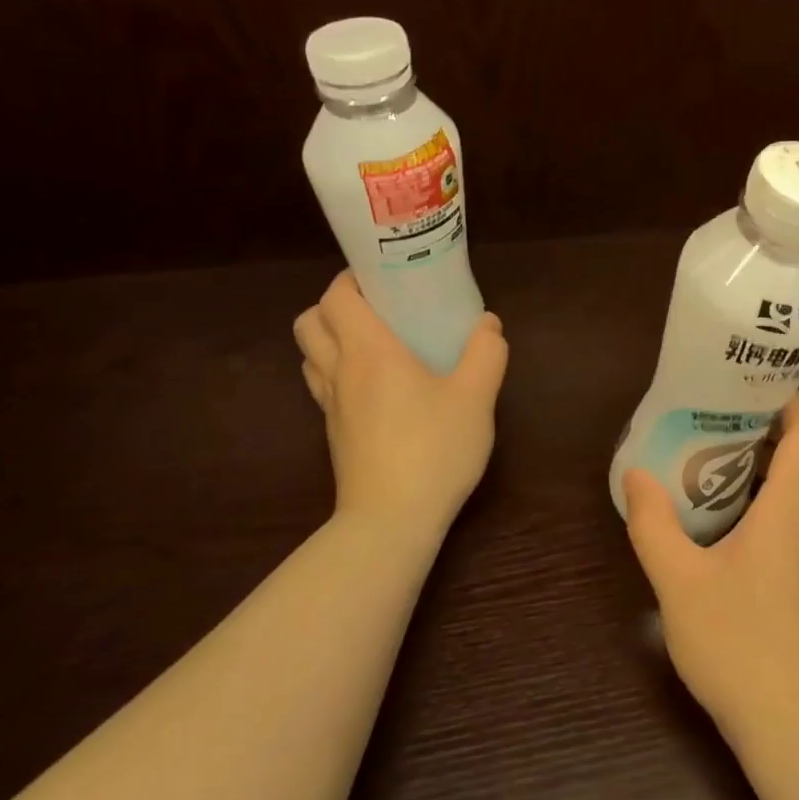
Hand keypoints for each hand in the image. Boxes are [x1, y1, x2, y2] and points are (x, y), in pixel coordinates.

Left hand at [293, 272, 508, 531]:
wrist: (391, 521)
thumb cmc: (433, 450)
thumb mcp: (476, 398)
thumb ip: (486, 354)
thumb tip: (488, 324)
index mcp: (370, 352)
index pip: (336, 297)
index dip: (352, 279)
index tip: (383, 278)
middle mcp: (341, 371)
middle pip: (310, 322)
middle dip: (335, 305)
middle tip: (378, 308)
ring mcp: (331, 406)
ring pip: (310, 355)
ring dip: (331, 338)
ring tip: (375, 343)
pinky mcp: (334, 433)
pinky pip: (323, 385)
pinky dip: (338, 371)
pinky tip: (377, 386)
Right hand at [623, 392, 798, 748]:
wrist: (794, 728)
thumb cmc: (739, 643)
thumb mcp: (679, 581)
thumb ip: (654, 524)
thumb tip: (636, 475)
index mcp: (792, 509)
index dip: (790, 401)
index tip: (755, 382)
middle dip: (765, 430)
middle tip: (715, 416)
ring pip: (798, 493)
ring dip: (764, 469)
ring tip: (711, 460)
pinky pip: (792, 524)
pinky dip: (765, 504)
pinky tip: (723, 524)